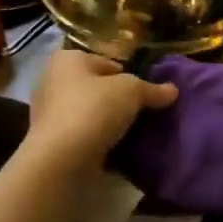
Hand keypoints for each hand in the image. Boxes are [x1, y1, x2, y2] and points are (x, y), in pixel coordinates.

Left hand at [21, 48, 177, 170]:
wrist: (61, 161)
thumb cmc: (93, 109)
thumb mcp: (132, 91)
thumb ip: (153, 89)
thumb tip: (173, 91)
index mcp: (68, 60)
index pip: (107, 62)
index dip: (129, 75)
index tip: (146, 93)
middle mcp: (52, 82)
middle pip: (97, 88)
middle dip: (118, 99)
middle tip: (144, 112)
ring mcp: (49, 115)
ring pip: (90, 113)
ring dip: (109, 122)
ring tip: (135, 132)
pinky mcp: (51, 143)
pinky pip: (83, 136)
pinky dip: (99, 141)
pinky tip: (119, 150)